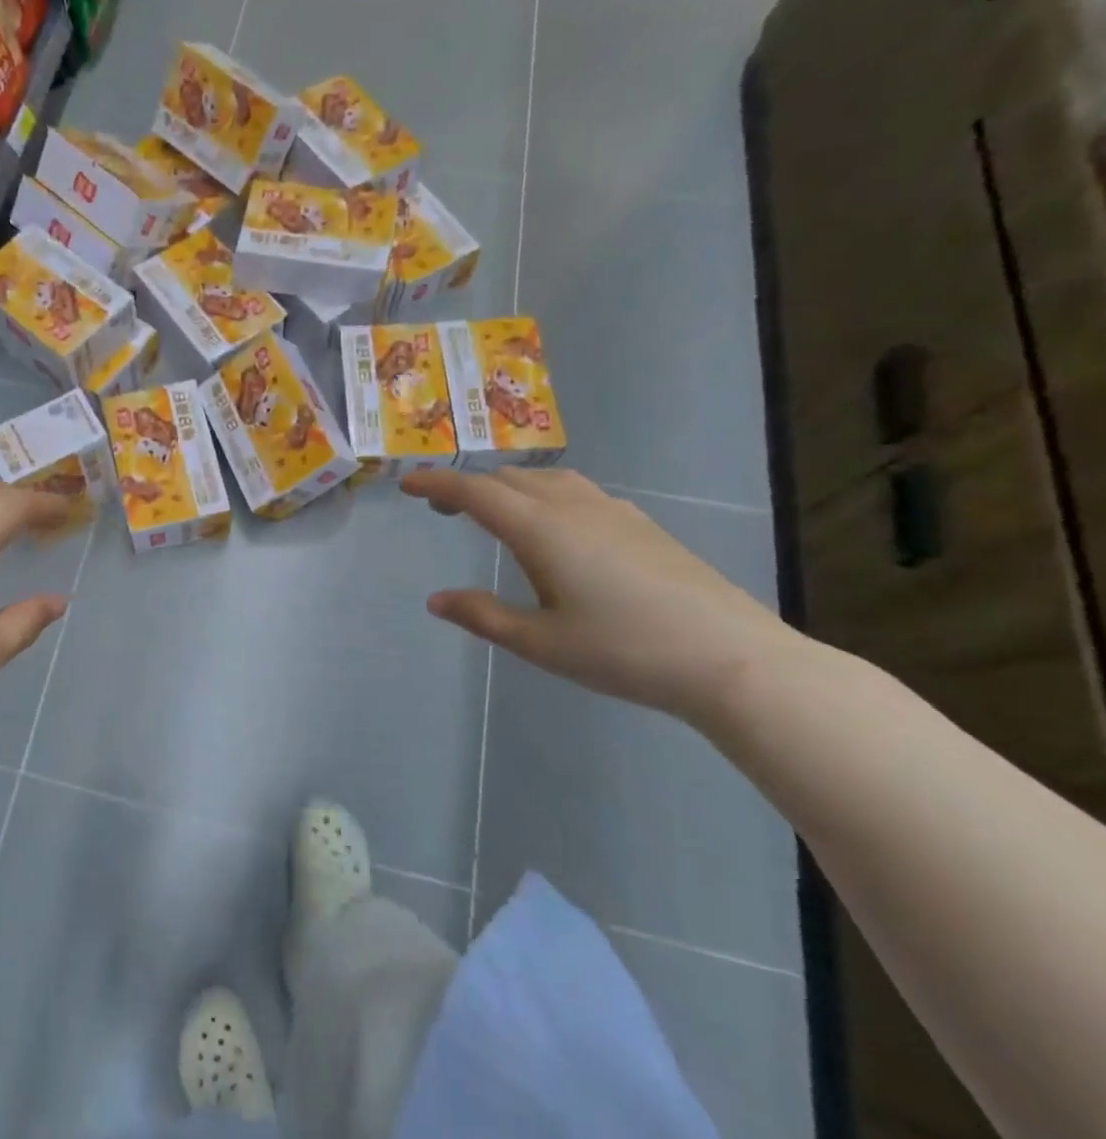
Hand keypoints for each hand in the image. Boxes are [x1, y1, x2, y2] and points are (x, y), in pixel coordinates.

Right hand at [401, 468, 801, 722]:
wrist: (731, 658)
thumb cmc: (623, 651)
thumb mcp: (539, 642)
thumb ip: (482, 616)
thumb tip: (435, 600)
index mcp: (539, 529)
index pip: (474, 492)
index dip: (436, 484)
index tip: (406, 485)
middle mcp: (572, 507)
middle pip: (507, 479)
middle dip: (467, 486)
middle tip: (441, 508)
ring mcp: (612, 512)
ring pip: (545, 480)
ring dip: (508, 486)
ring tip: (493, 511)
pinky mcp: (641, 525)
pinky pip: (576, 491)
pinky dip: (544, 494)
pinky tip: (554, 526)